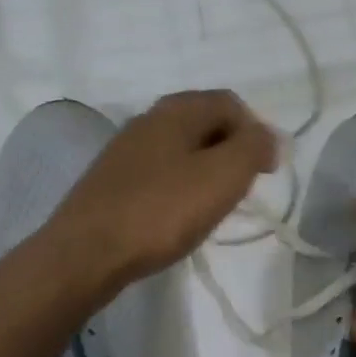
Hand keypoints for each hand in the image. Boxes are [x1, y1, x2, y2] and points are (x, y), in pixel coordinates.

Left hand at [43, 90, 276, 289]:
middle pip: (206, 123)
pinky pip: (162, 172)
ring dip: (208, 170)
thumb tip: (269, 137)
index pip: (231, 103)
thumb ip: (254, 148)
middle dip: (232, 151)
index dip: (256, 133)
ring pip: (183, 148)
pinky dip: (182, 186)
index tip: (265, 172)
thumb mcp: (223, 176)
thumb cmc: (162, 211)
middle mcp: (149, 120)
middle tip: (242, 188)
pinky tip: (180, 216)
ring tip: (215, 205)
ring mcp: (126, 150)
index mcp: (177, 110)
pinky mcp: (113, 180)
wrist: (87, 253)